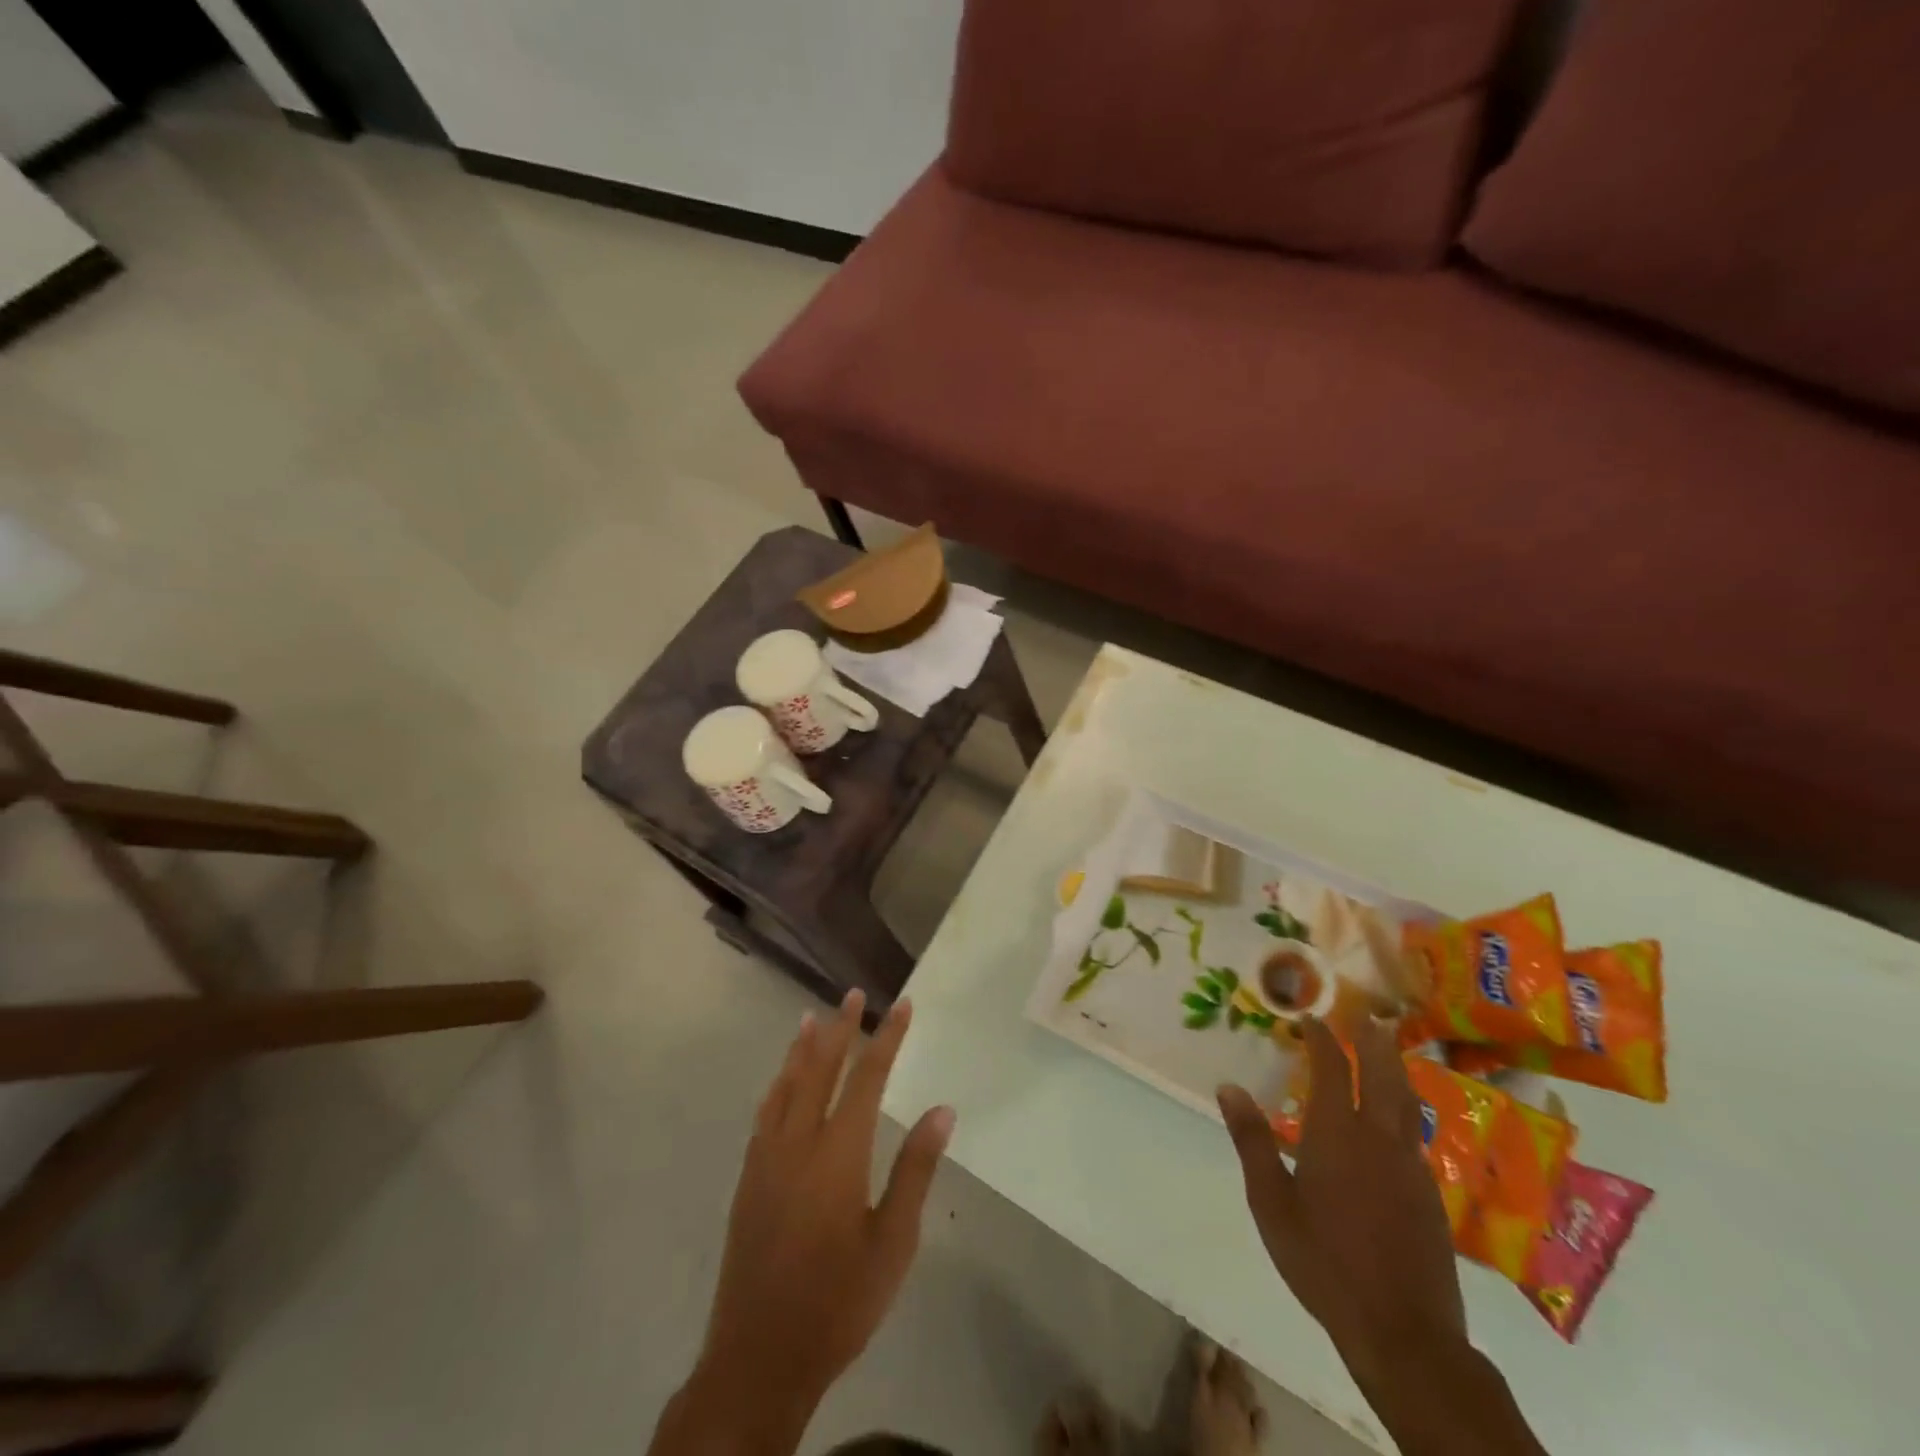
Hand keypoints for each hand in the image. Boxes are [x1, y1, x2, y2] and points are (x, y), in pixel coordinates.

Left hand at [697, 990, 954, 1428]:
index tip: (902, 1004)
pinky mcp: (748, 1179)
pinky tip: (781, 1081)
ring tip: (812, 1017)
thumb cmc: (839, 1302)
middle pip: (820, 1069)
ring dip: (802, 1048)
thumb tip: (942, 1110)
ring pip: (785, 1086)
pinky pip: (765, 1113)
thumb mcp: (893, 1242)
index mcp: (838, 1153)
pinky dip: (777, 1085)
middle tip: (854, 994)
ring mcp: (767, 1159)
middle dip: (841, 1028)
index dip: (887, 1037)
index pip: (867, 1077)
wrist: (759, 1359)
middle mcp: (798, 1142)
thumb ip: (915, 1170)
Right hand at [1217, 1016, 1463, 1386]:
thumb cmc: (1323, 1261)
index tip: (1311, 1019)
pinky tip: (1398, 1119)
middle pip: (1382, 1074)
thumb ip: (1252, 1140)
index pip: (1333, 1069)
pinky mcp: (1430, 1195)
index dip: (1322, 1039)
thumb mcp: (1271, 1201)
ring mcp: (1411, 1167)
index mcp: (1338, 1133)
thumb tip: (1228, 1087)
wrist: (1403, 1332)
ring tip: (1389, 1050)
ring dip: (1396, 1069)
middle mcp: (1379, 1139)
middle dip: (1373, 1042)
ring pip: (1407, 1102)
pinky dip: (1406, 1108)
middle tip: (1367, 1016)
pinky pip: (1415, 1134)